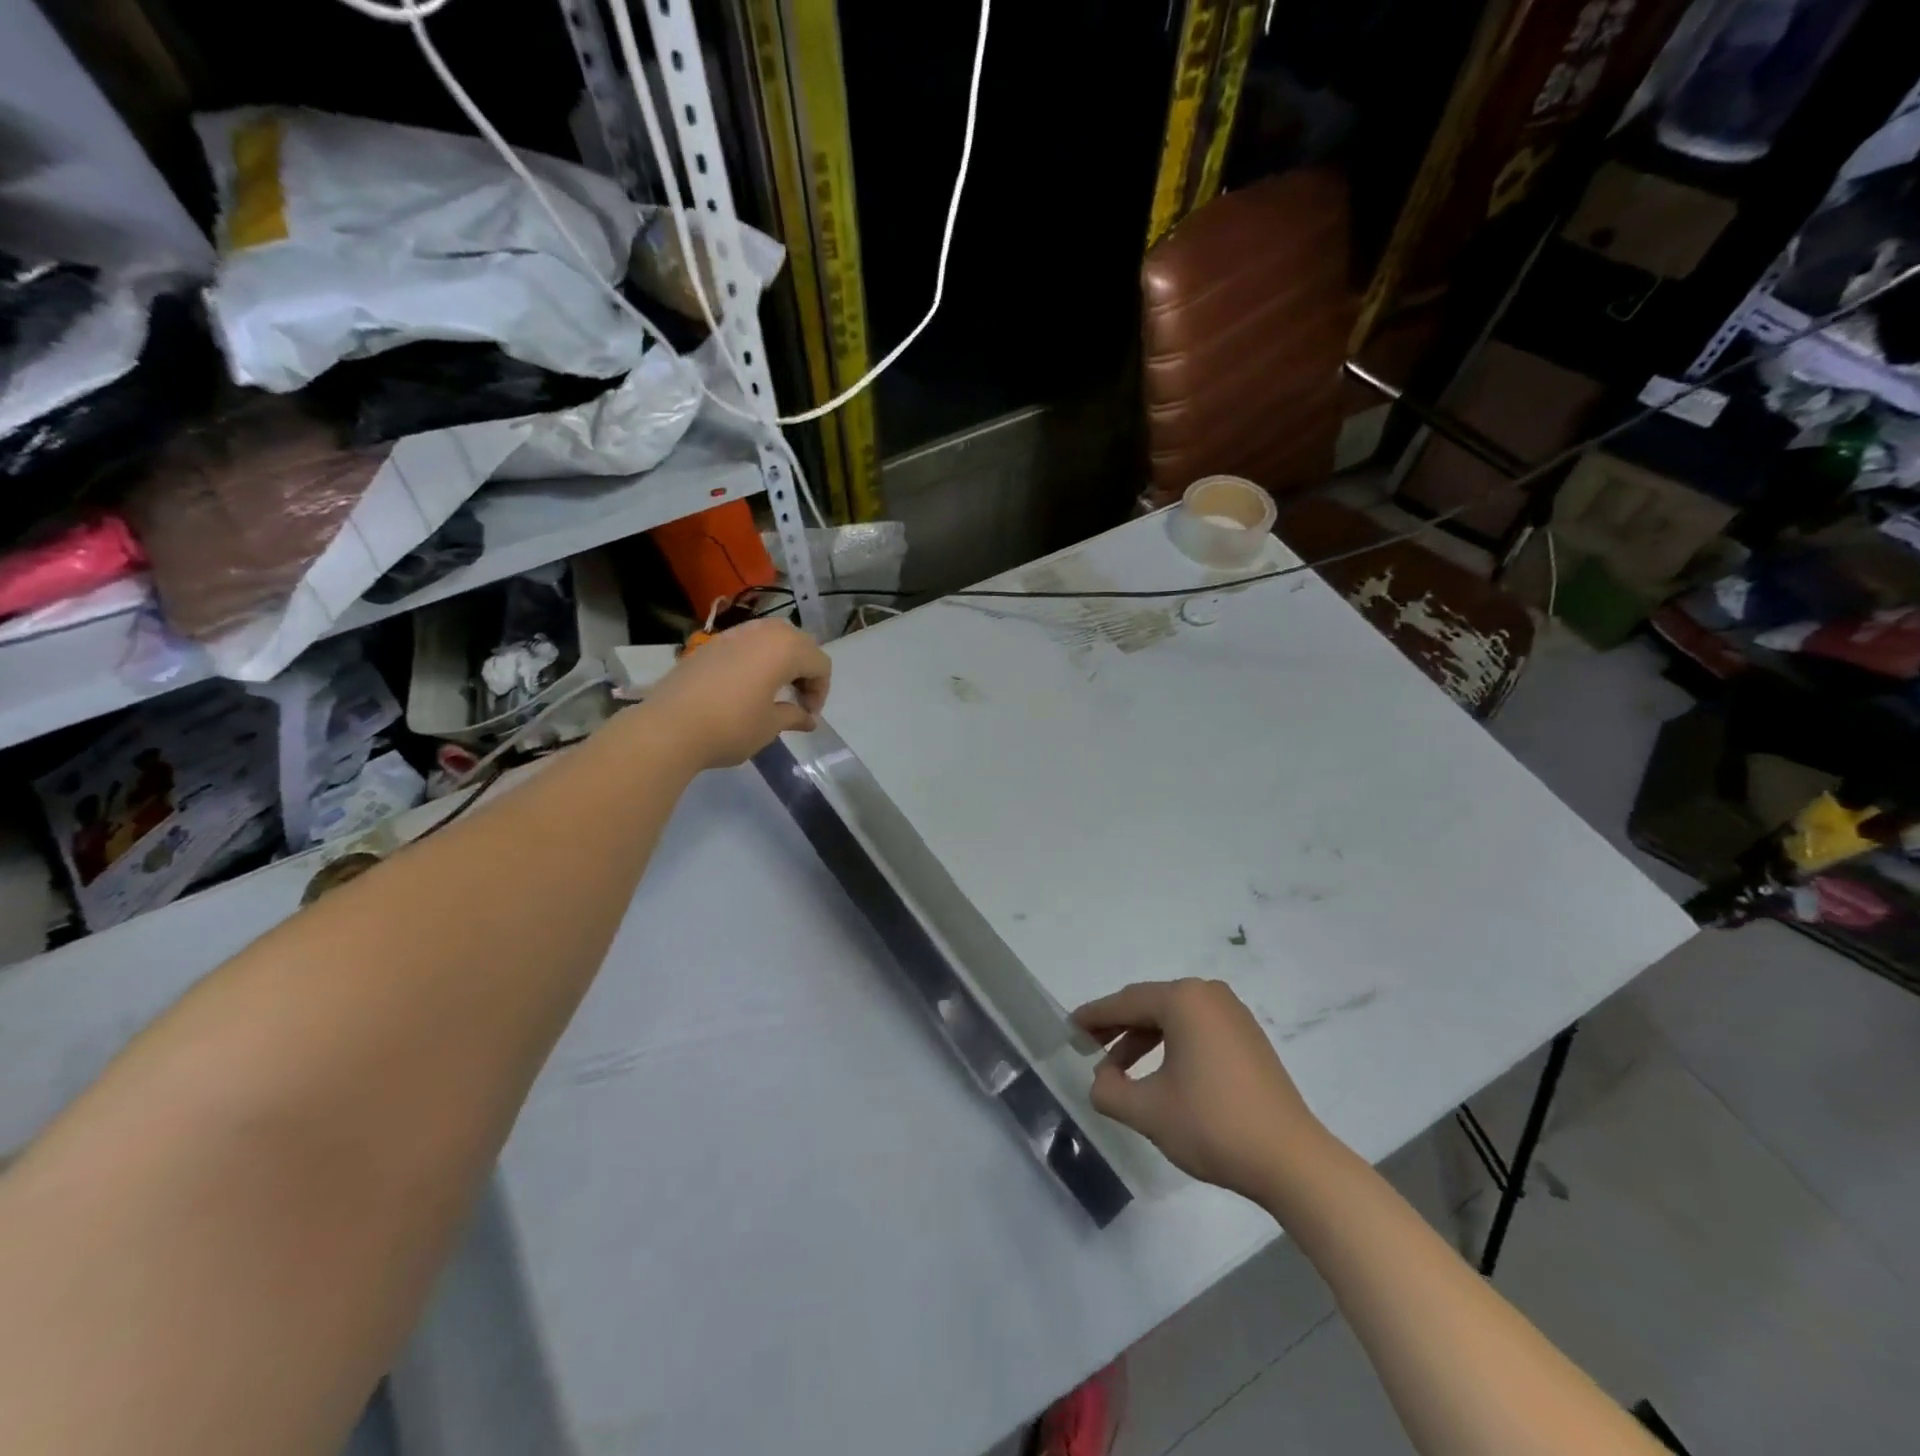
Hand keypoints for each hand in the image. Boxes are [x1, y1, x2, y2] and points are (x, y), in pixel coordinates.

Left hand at [644, 618, 831, 769]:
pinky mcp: (710, 644)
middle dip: (804, 670)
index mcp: (785, 649)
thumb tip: (808, 718)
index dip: (820, 691)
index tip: (807, 715)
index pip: (820, 663)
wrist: (669, 727)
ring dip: (781, 660)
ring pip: (771, 637)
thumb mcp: (770, 725)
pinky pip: (746, 643)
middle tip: (797, 700)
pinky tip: (745, 686)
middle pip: (799, 643)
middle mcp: (763, 632)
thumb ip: (794, 715)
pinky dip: (756, 659)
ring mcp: (734, 634)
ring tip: (773, 689)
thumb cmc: (731, 726)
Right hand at [1072, 978, 1333, 1204]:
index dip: (1094, 1016)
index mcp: (1184, 1000)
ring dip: (1143, 1039)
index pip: (1125, 1003)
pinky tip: (1159, 1075)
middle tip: (1087, 1047)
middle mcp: (1209, 995)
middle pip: (1149, 1005)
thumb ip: (1109, 1090)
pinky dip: (1171, 1045)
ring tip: (1119, 1071)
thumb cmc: (1213, 1125)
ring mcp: (1233, 1015)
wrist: (1292, 1160)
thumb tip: (1101, 1079)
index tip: (1068, 1028)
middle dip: (1117, 1027)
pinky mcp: (1249, 1038)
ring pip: (1173, 1018)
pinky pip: (1196, 1029)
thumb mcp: (1148, 1111)